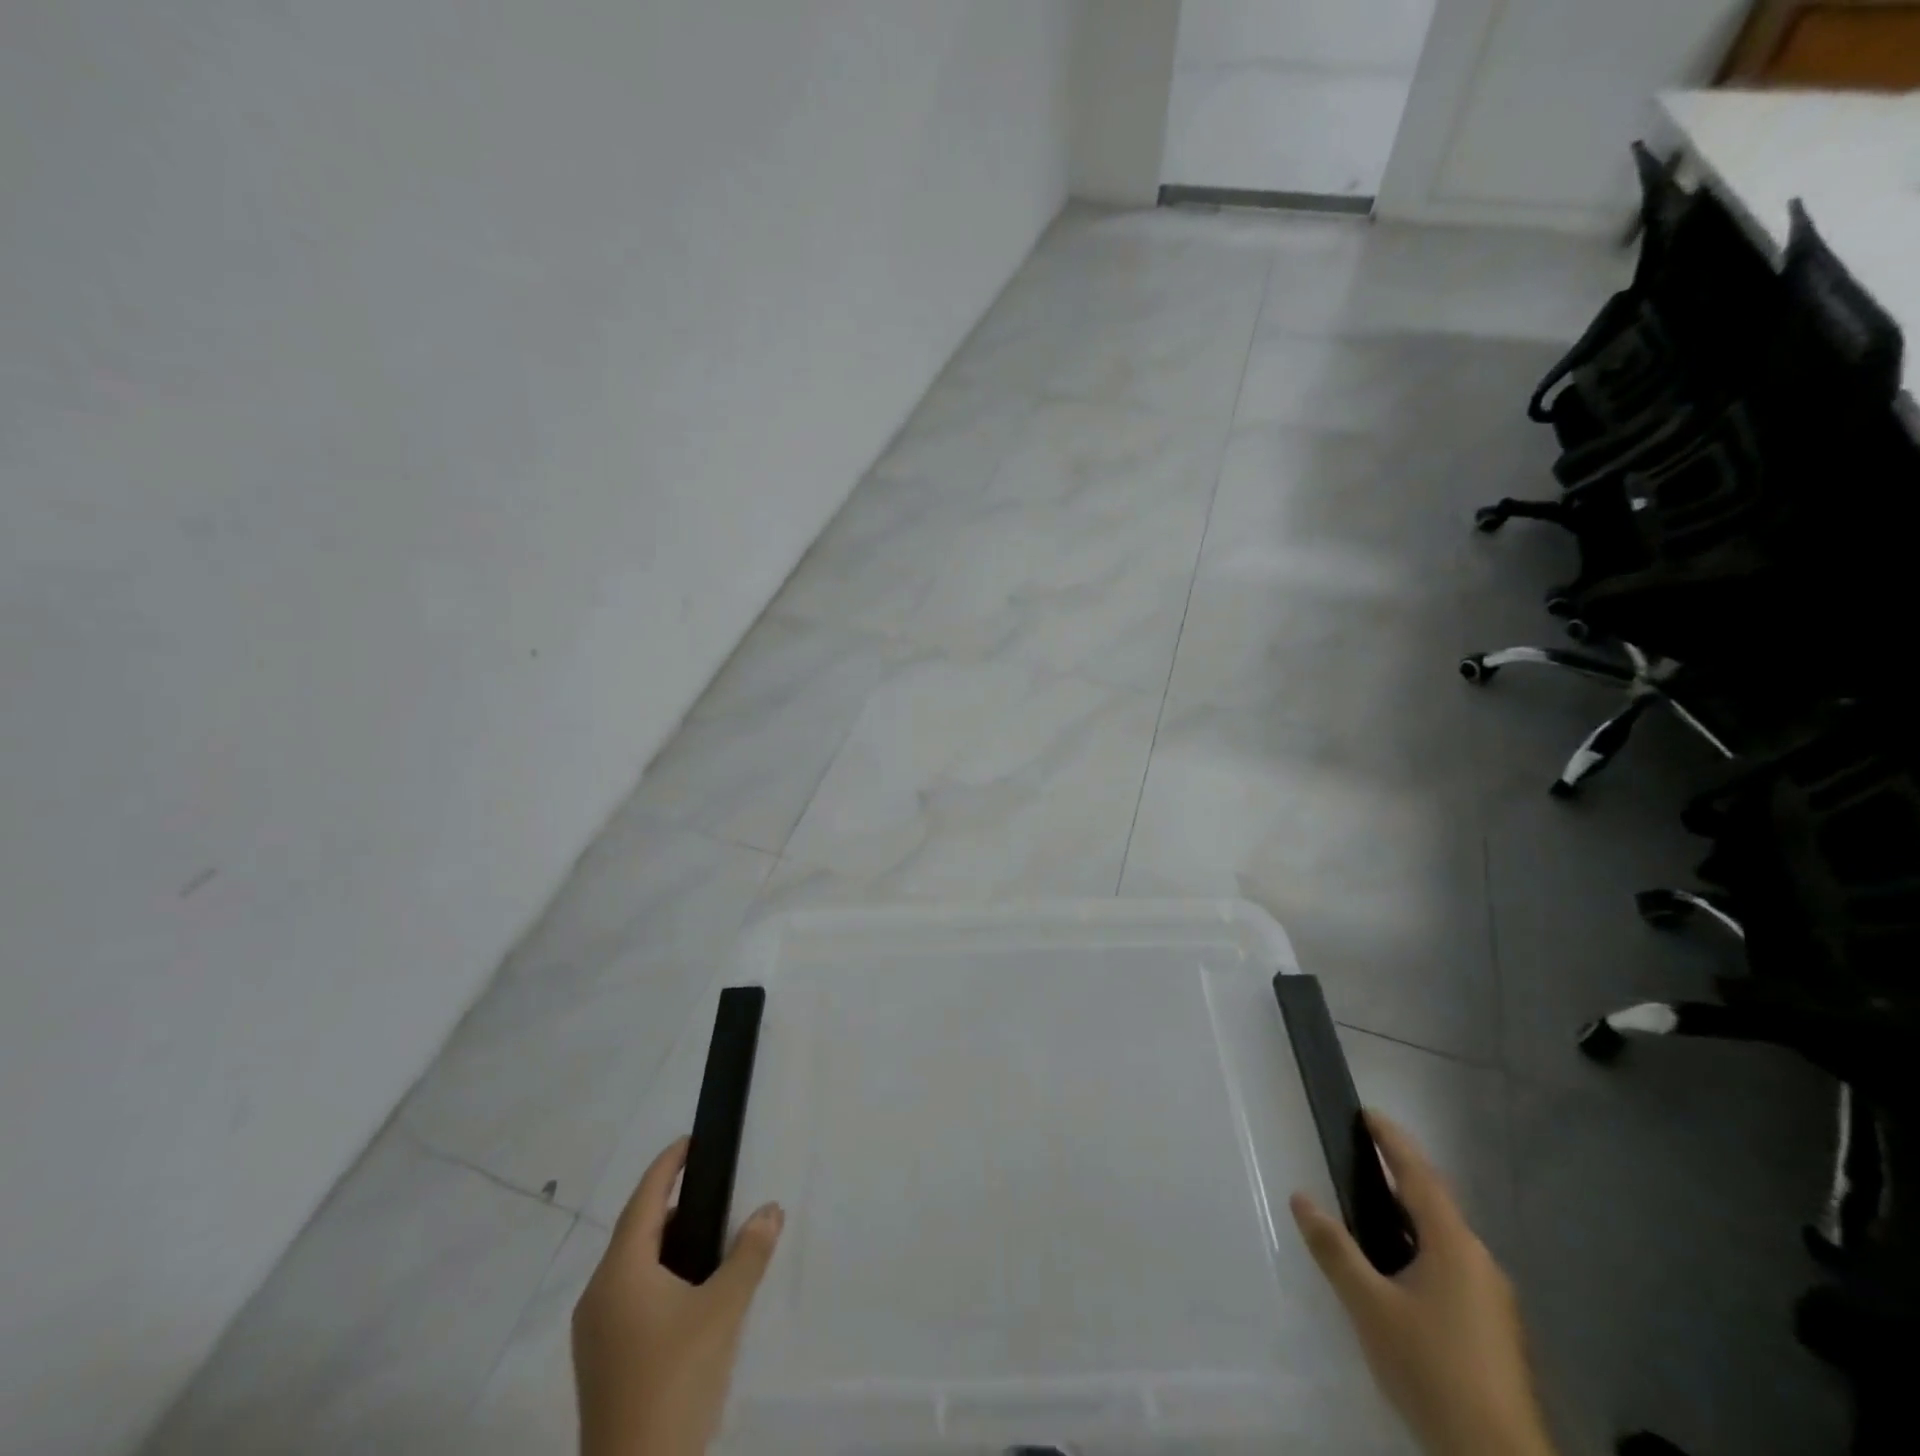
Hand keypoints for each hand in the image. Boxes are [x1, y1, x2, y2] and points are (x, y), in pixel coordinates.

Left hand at [572, 1137, 783, 1455]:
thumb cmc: (676, 1381)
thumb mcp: (723, 1310)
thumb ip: (749, 1254)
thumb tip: (770, 1210)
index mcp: (620, 1272)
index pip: (644, 1200)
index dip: (667, 1166)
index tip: (690, 1140)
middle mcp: (598, 1295)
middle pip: (634, 1232)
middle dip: (671, 1205)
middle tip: (711, 1189)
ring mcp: (593, 1334)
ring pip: (630, 1267)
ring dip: (665, 1245)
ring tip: (707, 1238)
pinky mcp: (600, 1363)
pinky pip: (628, 1297)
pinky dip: (657, 1277)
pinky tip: (687, 1293)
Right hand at [1290, 1112, 1555, 1455]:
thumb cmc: (1430, 1367)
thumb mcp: (1369, 1306)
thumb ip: (1334, 1249)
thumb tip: (1300, 1197)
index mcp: (1453, 1244)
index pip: (1418, 1174)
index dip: (1392, 1140)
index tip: (1367, 1113)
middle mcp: (1478, 1260)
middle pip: (1434, 1202)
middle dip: (1399, 1174)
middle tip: (1362, 1156)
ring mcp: (1491, 1297)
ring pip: (1443, 1237)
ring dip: (1408, 1215)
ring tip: (1370, 1209)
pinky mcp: (1493, 1327)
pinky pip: (1450, 1265)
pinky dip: (1420, 1247)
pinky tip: (1397, 1270)